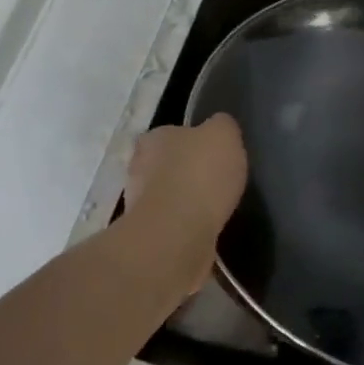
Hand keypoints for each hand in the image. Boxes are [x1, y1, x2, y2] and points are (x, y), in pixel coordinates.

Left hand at [126, 115, 247, 289]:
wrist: (177, 235)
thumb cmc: (200, 175)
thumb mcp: (224, 134)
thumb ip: (222, 126)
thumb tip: (219, 128)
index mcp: (153, 139)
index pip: (171, 133)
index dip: (193, 141)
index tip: (214, 153)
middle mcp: (139, 168)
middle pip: (167, 165)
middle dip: (187, 173)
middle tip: (216, 181)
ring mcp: (139, 206)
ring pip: (168, 198)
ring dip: (186, 203)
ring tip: (216, 209)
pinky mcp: (149, 237)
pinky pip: (173, 227)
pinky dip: (188, 228)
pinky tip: (208, 231)